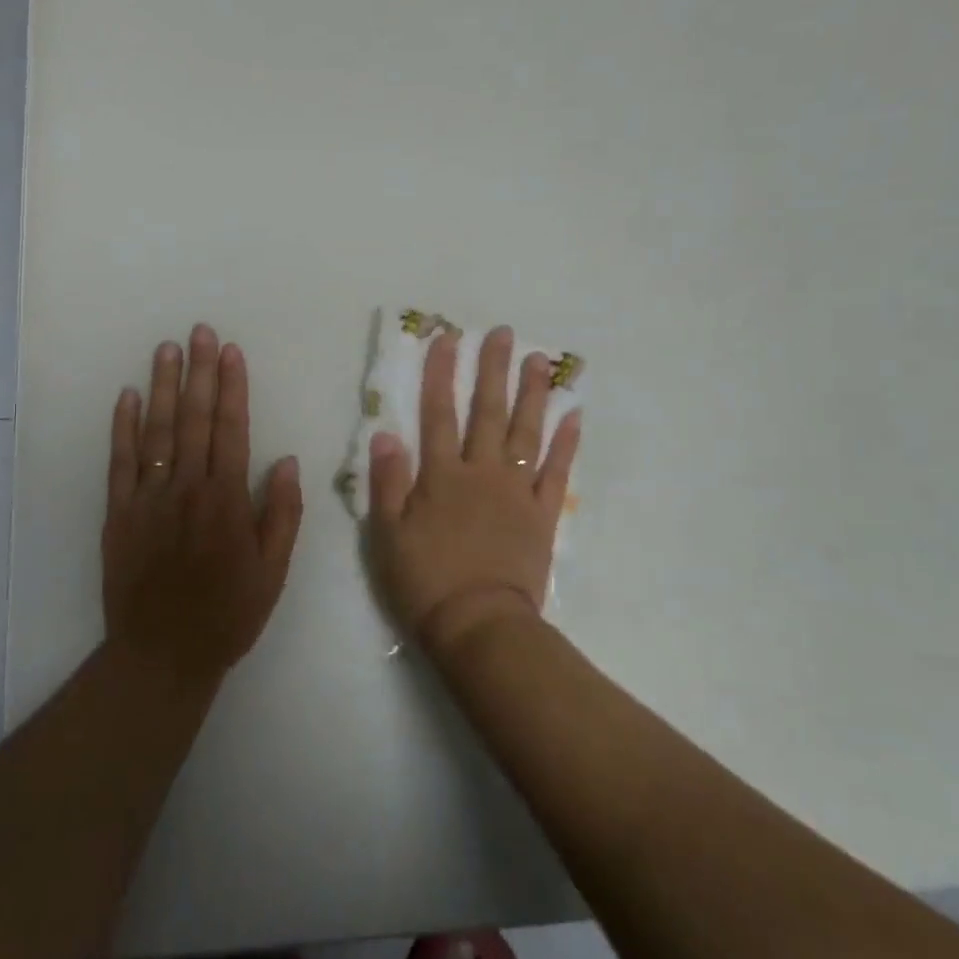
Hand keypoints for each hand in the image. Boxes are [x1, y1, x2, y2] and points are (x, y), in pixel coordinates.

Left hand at [102, 324, 303, 687]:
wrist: (161, 655)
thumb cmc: (227, 614)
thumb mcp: (273, 572)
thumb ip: (281, 513)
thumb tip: (284, 459)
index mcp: (227, 501)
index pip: (231, 429)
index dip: (231, 387)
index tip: (230, 352)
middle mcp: (186, 489)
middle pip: (192, 420)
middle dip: (198, 372)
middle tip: (199, 331)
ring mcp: (147, 499)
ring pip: (156, 432)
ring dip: (162, 387)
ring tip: (167, 349)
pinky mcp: (118, 514)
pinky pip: (119, 463)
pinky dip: (122, 427)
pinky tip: (127, 396)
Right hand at [369, 325, 580, 659]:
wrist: (478, 624)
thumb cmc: (425, 581)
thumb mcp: (387, 534)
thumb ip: (387, 482)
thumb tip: (385, 433)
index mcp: (441, 476)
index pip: (438, 414)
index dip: (441, 374)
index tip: (447, 338)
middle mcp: (481, 472)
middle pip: (487, 412)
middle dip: (493, 370)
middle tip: (504, 334)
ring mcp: (516, 491)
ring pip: (526, 433)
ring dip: (533, 395)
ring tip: (541, 361)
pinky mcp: (542, 515)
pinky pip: (556, 472)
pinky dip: (565, 444)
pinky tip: (573, 417)